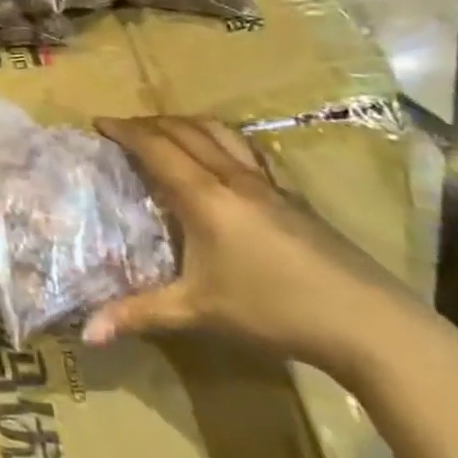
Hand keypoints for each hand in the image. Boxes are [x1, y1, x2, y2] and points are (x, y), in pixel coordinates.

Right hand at [84, 116, 439, 382]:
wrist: (370, 324)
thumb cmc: (275, 311)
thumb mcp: (199, 313)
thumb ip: (141, 315)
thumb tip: (87, 334)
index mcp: (204, 196)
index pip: (155, 147)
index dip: (124, 131)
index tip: (99, 123)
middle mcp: (232, 178)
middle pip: (185, 131)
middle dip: (150, 123)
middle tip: (125, 129)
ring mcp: (268, 185)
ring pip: (220, 133)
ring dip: (186, 124)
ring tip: (167, 132)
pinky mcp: (293, 197)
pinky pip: (245, 151)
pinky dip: (219, 141)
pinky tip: (221, 163)